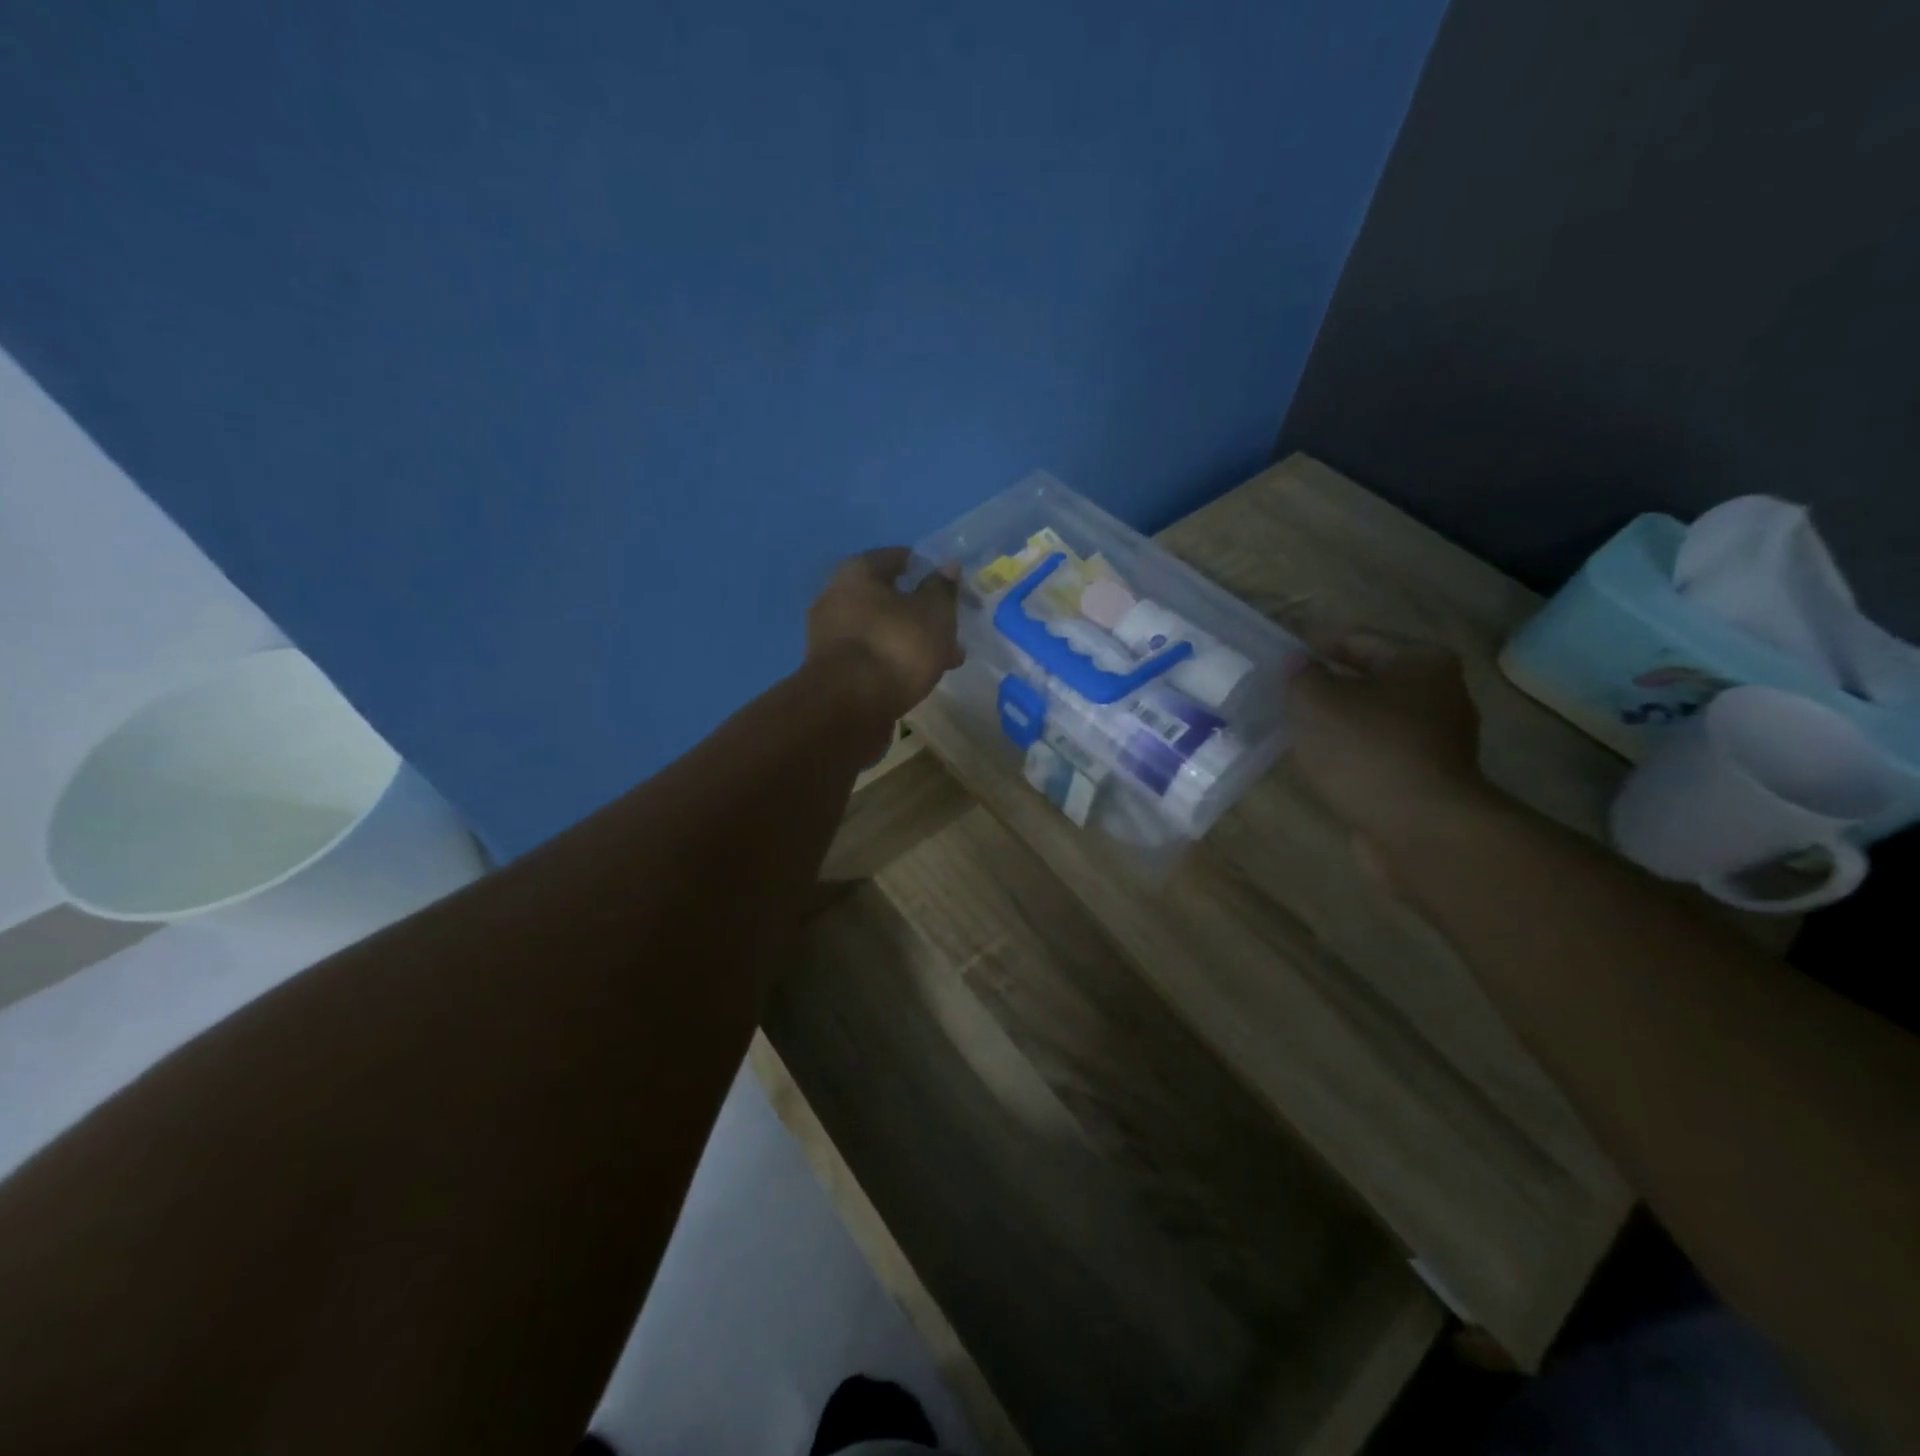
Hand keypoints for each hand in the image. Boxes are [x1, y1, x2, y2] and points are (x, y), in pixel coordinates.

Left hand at [807, 547, 963, 719]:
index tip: (947, 585)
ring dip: (908, 640)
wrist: (847, 708)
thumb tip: (948, 566)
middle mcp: (835, 597)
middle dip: (918, 611)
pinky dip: (892, 662)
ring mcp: (828, 636)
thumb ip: (942, 589)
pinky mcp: (830, 671)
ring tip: (941, 659)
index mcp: (857, 572)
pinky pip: (870, 657)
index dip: (924, 568)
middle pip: (885, 597)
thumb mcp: (933, 614)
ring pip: (879, 630)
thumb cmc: (895, 648)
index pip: (896, 557)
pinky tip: (915, 678)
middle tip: (948, 628)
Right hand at [1289, 630, 1491, 855]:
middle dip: (1327, 681)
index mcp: (1421, 662)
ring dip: (1336, 720)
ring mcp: (1437, 741)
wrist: (1419, 829)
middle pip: (1369, 678)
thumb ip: (1301, 676)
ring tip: (1292, 723)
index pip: (1356, 638)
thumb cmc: (1367, 750)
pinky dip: (1347, 752)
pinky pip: (1374, 753)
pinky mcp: (1425, 779)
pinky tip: (1318, 758)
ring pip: (1371, 719)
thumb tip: (1300, 664)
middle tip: (1282, 685)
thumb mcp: (1315, 701)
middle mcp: (1439, 694)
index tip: (1280, 642)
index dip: (1314, 639)